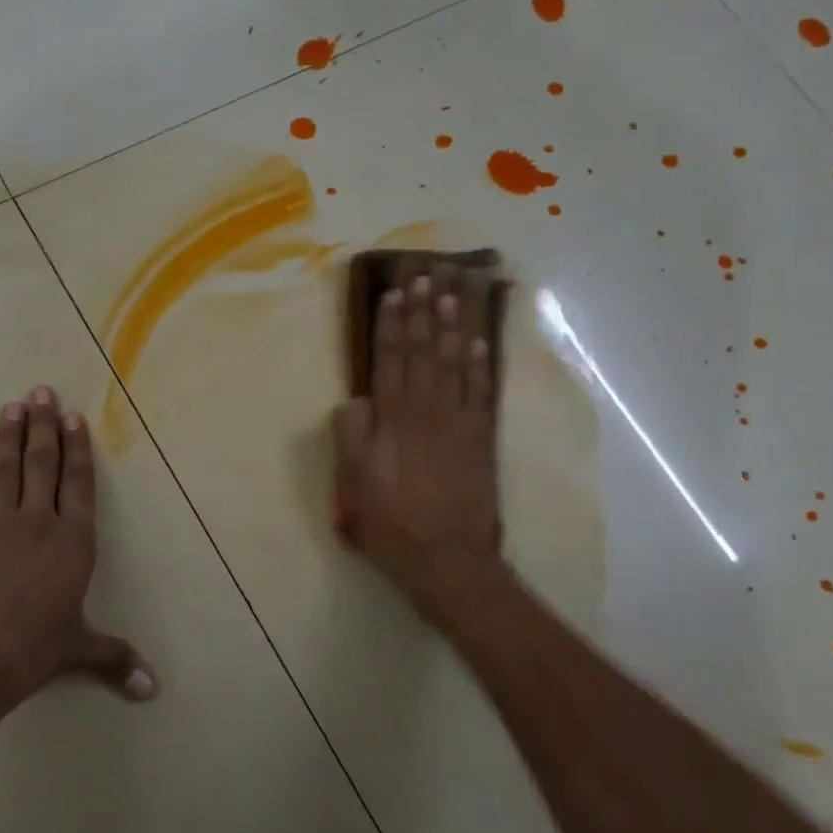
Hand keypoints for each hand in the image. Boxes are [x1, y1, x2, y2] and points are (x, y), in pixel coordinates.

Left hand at [0, 386, 156, 704]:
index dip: (78, 448)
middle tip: (42, 392)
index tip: (73, 417)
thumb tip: (153, 690)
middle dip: (44, 426)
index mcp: (74, 541)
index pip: (80, 483)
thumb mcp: (79, 650)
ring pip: (6, 470)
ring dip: (8, 436)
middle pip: (43, 464)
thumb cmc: (33, 649)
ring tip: (11, 406)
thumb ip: (116, 659)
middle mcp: (39, 522)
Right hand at [331, 274, 502, 616]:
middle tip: (426, 275)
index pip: (390, 359)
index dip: (392, 325)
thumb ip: (350, 435)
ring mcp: (458, 421)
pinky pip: (481, 391)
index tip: (394, 293)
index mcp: (392, 418)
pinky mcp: (481, 438)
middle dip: (423, 312)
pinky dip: (480, 363)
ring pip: (454, 362)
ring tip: (452, 293)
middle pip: (424, 351)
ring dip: (452, 326)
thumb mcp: (351, 483)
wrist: (447, 557)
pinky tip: (479, 341)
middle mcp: (427, 409)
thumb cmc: (391, 522)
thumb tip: (356, 399)